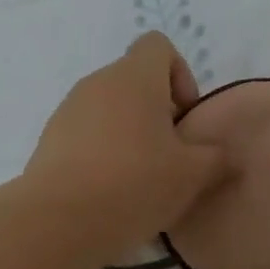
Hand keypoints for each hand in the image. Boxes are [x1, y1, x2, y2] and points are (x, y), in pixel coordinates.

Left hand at [23, 32, 231, 260]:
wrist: (57, 223)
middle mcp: (98, 82)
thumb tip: (220, 153)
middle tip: (170, 155)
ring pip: (110, 109)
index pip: (158, 45)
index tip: (184, 117)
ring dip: (129, 134)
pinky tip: (110, 193)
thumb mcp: (193, 175)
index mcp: (134, 77)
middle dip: (157, 112)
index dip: (179, 74)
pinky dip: (102, 153)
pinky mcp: (48, 141)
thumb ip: (215, 156)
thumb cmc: (134, 184)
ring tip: (140, 180)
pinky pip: (86, 135)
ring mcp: (68, 110)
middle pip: (135, 81)